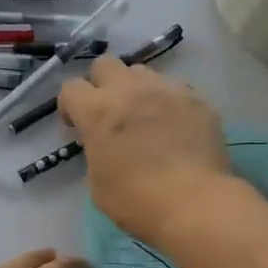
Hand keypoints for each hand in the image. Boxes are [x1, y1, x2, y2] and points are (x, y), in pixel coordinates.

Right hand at [58, 57, 234, 243]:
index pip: (71, 87)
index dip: (70, 105)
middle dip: (101, 84)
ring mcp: (167, 90)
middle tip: (109, 113)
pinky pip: (175, 90)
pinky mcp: (197, 100)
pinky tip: (175, 128)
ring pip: (143, 72)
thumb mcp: (97, 181)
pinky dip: (168, 103)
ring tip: (145, 117)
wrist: (193, 203)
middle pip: (105, 64)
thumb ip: (96, 151)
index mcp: (97, 111)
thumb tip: (106, 144)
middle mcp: (129, 90)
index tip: (76, 125)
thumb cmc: (136, 200)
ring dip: (136, 89)